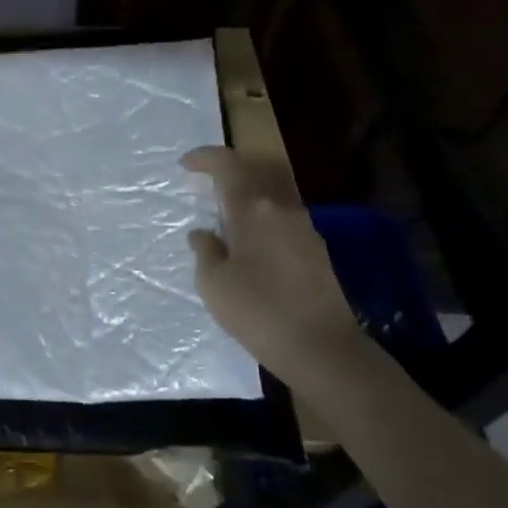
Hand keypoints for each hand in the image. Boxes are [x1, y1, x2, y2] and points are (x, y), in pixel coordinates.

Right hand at [182, 146, 364, 386]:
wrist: (322, 349)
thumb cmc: (257, 311)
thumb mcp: (213, 283)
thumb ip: (205, 250)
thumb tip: (203, 233)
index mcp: (254, 210)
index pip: (228, 166)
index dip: (205, 158)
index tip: (185, 165)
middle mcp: (283, 210)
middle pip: (255, 174)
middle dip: (229, 173)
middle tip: (204, 185)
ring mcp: (305, 230)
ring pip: (271, 199)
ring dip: (246, 200)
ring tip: (224, 222)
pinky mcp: (317, 252)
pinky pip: (282, 222)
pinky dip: (261, 222)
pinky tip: (249, 249)